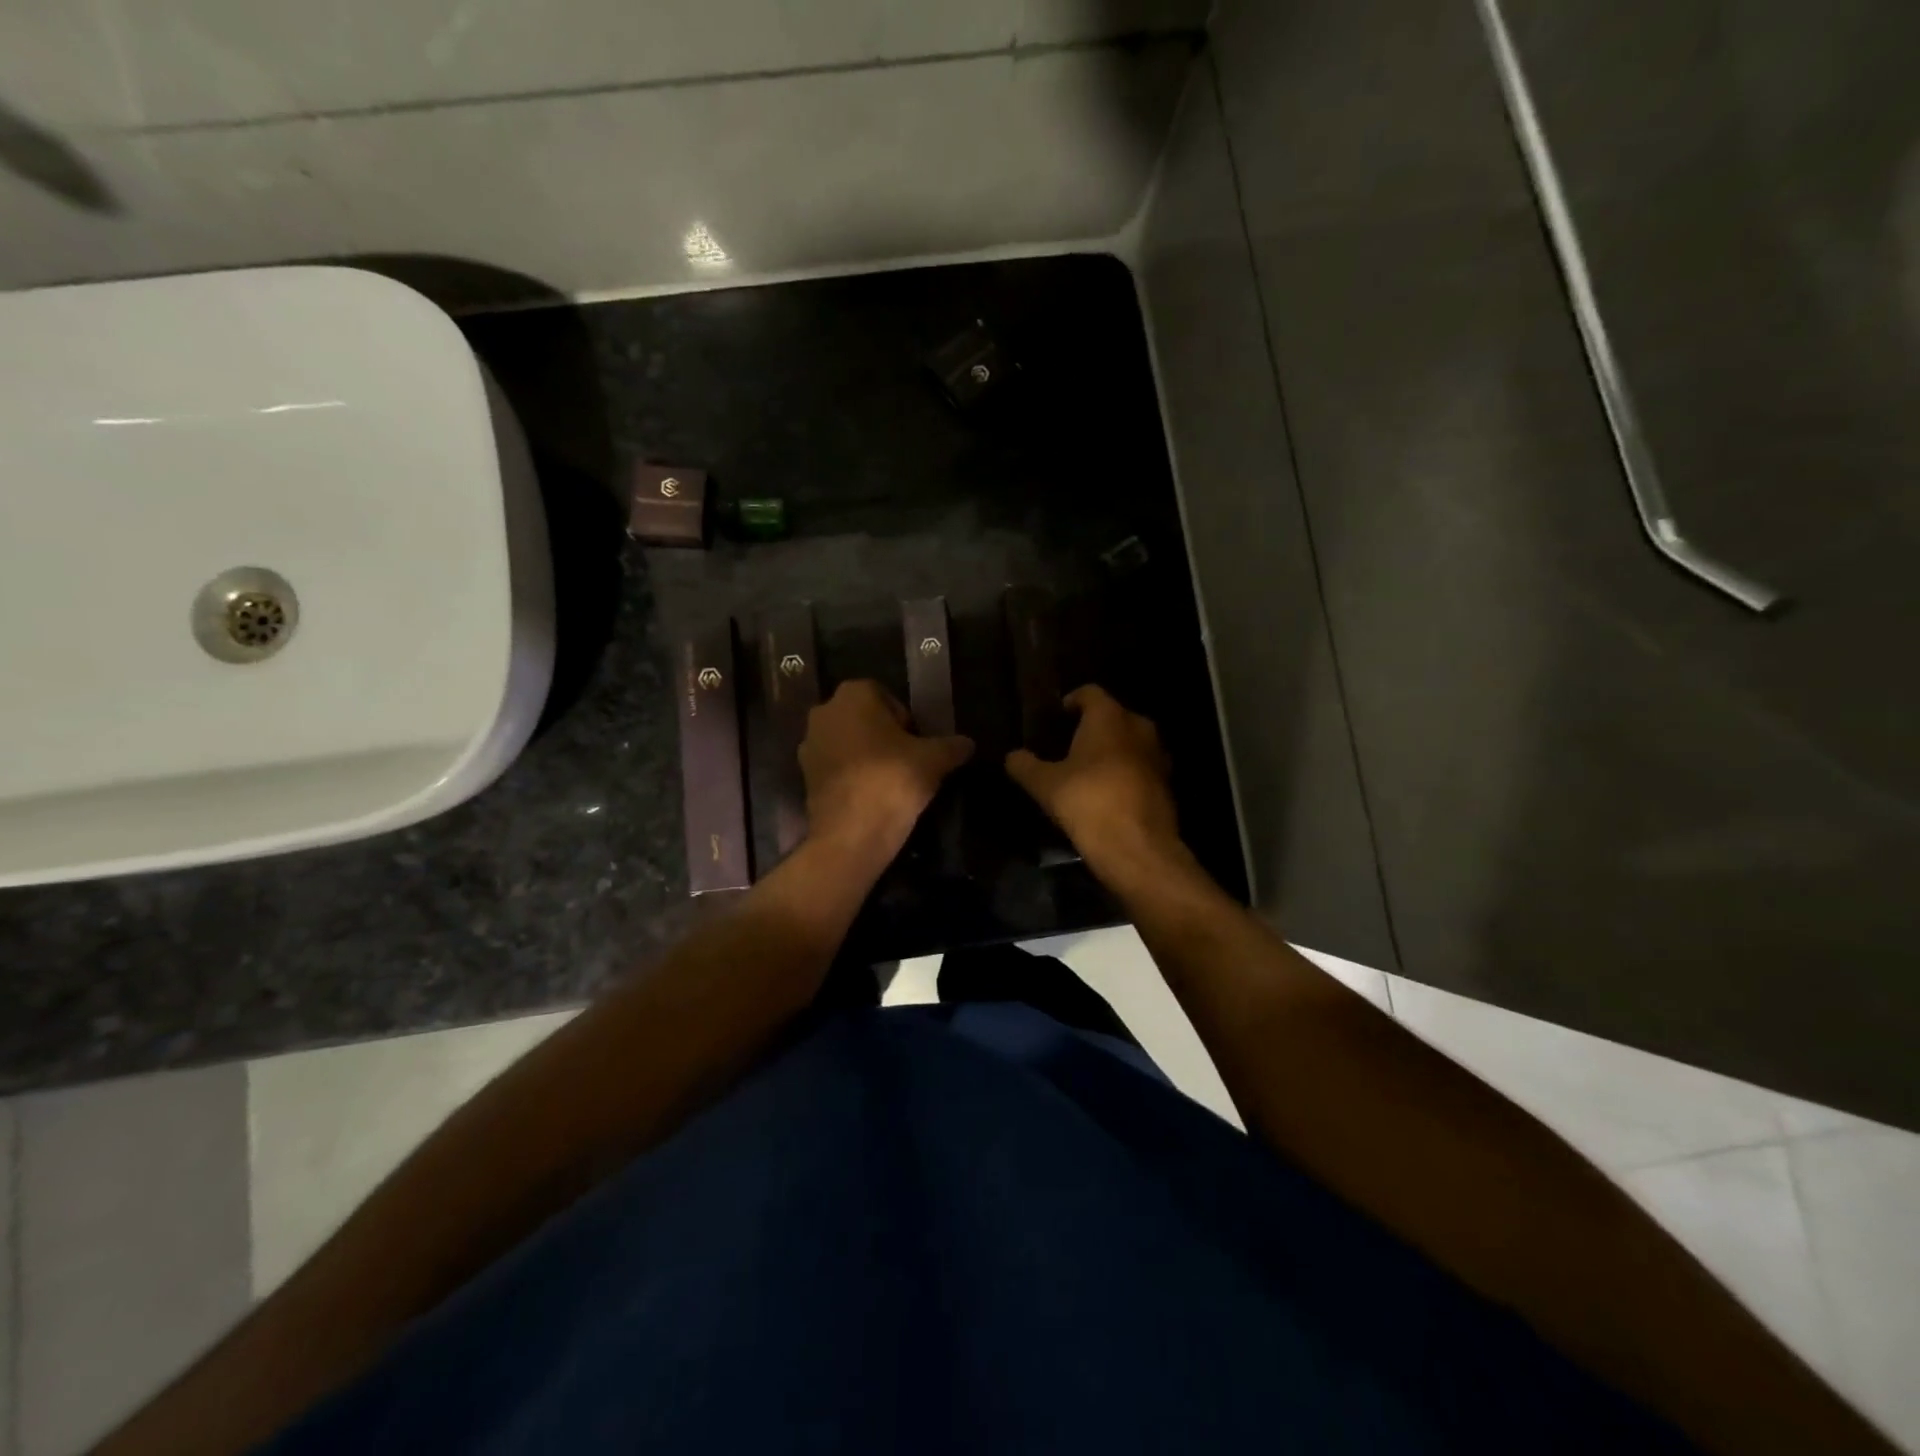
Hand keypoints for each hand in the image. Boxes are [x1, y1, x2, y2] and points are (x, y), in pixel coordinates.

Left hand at [800, 680, 973, 867]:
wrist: (852, 834)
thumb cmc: (893, 780)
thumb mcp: (935, 760)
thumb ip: (952, 746)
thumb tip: (968, 744)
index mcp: (853, 695)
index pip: (886, 695)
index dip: (905, 719)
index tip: (918, 743)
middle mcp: (825, 712)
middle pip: (863, 718)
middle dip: (884, 735)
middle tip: (908, 761)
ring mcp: (809, 745)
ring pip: (847, 742)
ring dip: (866, 755)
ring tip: (891, 781)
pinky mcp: (805, 776)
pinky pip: (836, 767)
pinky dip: (852, 776)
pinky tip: (872, 796)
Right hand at [1006, 685, 1184, 876]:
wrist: (1137, 848)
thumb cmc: (1088, 802)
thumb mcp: (1045, 785)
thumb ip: (1025, 765)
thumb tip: (1012, 756)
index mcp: (1109, 717)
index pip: (1090, 692)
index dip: (1072, 701)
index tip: (1057, 716)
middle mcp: (1139, 727)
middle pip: (1113, 716)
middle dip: (1093, 727)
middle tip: (1068, 744)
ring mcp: (1158, 756)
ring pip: (1130, 742)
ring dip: (1111, 751)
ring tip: (1087, 770)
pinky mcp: (1167, 784)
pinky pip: (1141, 768)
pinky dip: (1125, 773)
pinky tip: (1107, 793)